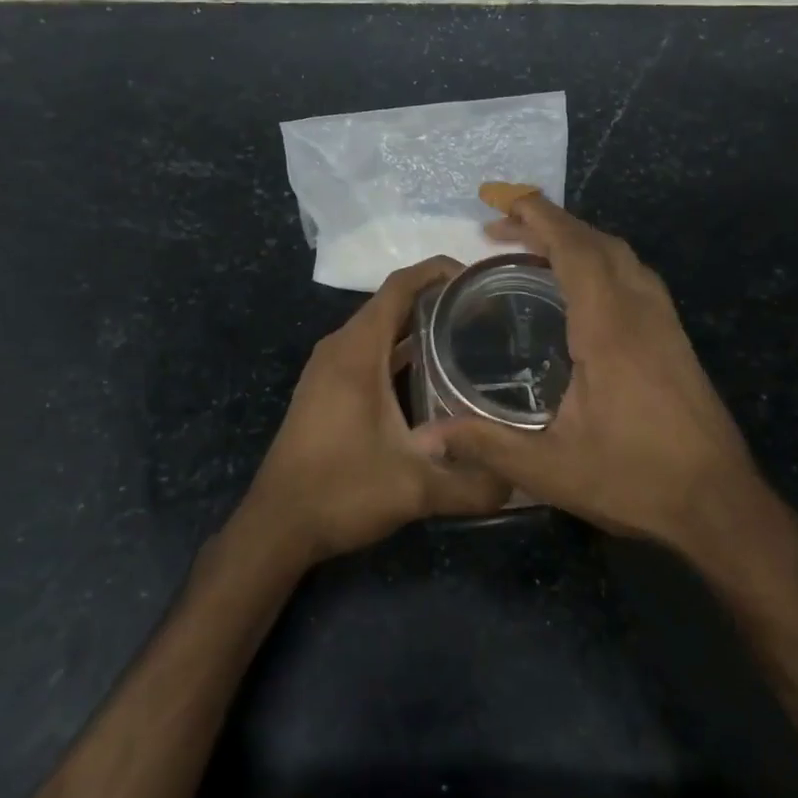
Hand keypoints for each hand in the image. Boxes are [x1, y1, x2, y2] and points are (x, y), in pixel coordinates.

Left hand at [241, 257, 510, 566]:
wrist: (276, 526)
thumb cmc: (341, 492)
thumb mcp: (415, 489)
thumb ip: (473, 483)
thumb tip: (521, 480)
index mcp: (357, 351)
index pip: (401, 286)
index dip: (439, 271)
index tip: (481, 278)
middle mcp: (340, 348)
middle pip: (392, 303)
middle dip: (438, 299)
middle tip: (489, 310)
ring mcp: (329, 368)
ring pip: (380, 328)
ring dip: (419, 325)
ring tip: (470, 335)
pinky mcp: (327, 389)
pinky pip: (369, 351)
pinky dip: (400, 350)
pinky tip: (433, 374)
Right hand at [427, 192, 797, 570]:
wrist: (720, 504)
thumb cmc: (635, 480)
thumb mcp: (550, 469)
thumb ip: (485, 445)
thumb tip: (424, 437)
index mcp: (609, 328)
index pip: (575, 250)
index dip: (540, 218)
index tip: (505, 202)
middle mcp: (640, 311)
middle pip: (598, 242)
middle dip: (551, 224)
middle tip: (503, 230)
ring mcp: (665, 322)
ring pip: (622, 256)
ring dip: (580, 239)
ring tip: (536, 250)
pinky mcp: (676, 338)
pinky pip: (636, 276)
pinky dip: (603, 261)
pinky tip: (584, 287)